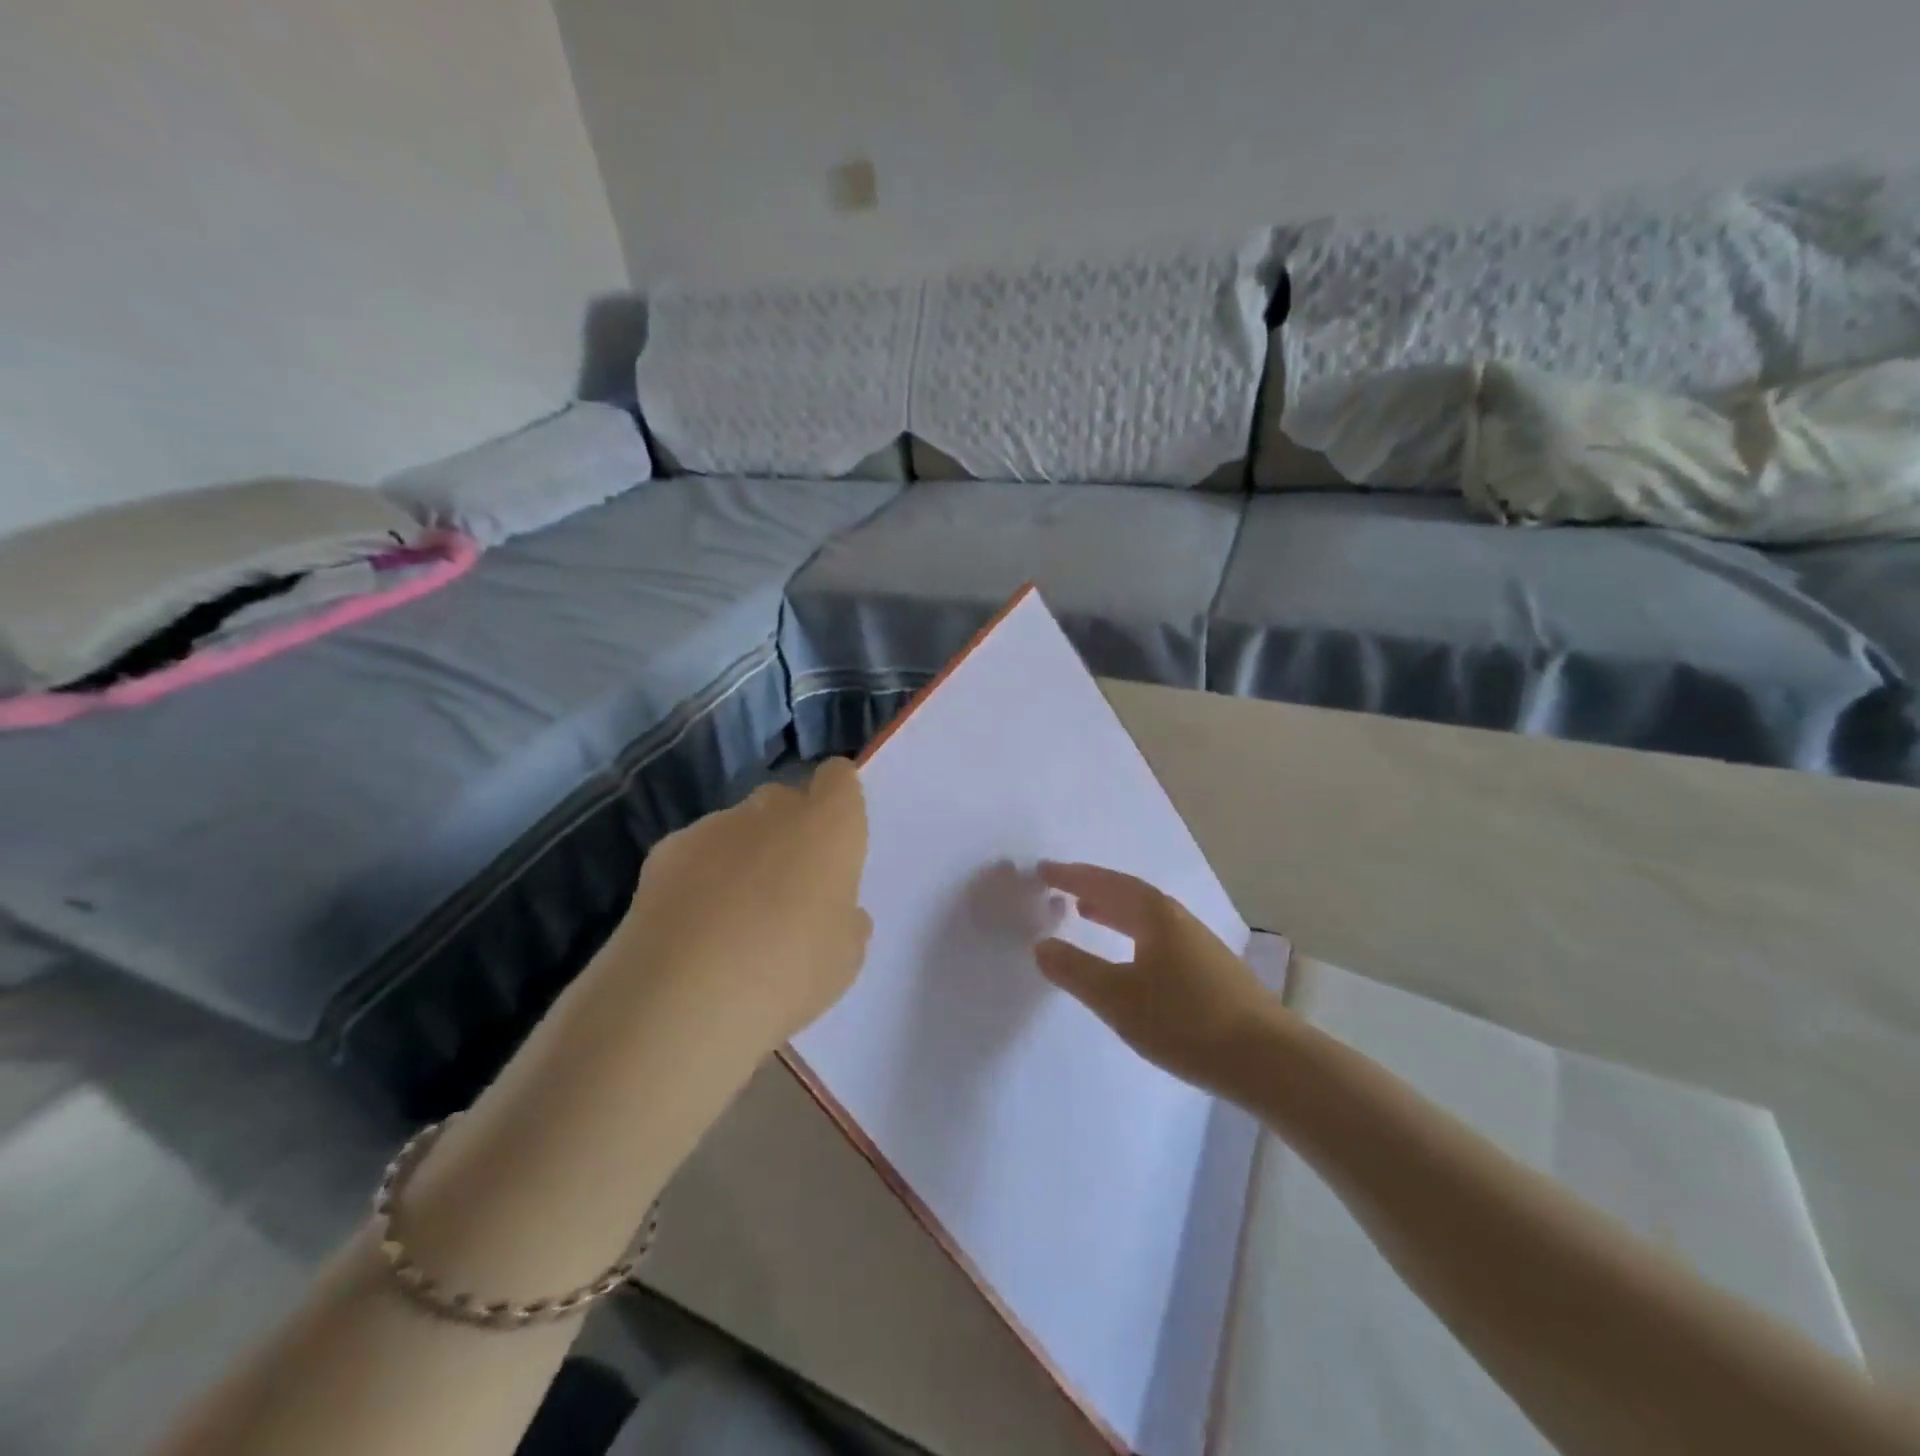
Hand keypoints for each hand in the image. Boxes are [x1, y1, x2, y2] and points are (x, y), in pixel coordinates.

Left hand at [610, 759, 871, 1056]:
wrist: (684, 996)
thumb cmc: (789, 973)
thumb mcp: (844, 958)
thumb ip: (845, 920)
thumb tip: (835, 910)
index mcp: (828, 826)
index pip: (838, 778)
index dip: (837, 798)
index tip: (835, 833)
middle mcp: (773, 810)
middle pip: (785, 799)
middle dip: (789, 830)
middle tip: (788, 887)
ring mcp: (714, 825)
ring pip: (737, 827)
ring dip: (742, 855)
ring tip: (733, 916)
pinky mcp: (665, 850)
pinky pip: (696, 852)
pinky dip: (699, 876)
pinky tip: (692, 925)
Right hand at [1034, 862, 1279, 1095]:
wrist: (1269, 1060)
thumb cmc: (1186, 1022)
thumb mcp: (1119, 999)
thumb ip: (1076, 971)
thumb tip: (1041, 946)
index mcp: (1155, 916)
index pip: (1107, 884)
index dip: (1074, 876)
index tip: (1043, 870)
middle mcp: (1177, 920)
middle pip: (1128, 894)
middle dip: (1092, 888)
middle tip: (1059, 887)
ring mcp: (1197, 945)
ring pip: (1145, 916)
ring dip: (1113, 910)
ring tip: (1085, 912)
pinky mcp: (1209, 971)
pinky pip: (1157, 935)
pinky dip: (1131, 932)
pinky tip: (1129, 955)